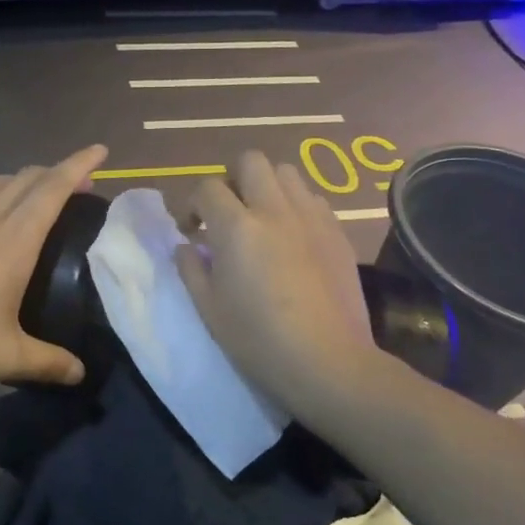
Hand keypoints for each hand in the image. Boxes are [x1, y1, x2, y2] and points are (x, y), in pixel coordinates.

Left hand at [0, 146, 108, 388]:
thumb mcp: (5, 356)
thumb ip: (48, 363)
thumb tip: (80, 373)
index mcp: (12, 239)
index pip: (53, 187)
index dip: (78, 164)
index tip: (100, 150)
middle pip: (24, 178)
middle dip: (55, 172)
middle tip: (75, 185)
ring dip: (18, 180)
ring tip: (30, 196)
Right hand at [174, 151, 374, 411]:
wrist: (328, 362)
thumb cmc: (258, 341)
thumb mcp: (209, 309)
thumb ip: (191, 269)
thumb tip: (187, 246)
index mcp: (237, 227)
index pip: (207, 187)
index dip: (193, 204)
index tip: (192, 229)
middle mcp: (275, 210)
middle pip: (251, 161)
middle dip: (232, 178)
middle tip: (228, 211)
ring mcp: (311, 217)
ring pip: (286, 173)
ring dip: (267, 186)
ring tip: (262, 218)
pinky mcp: (338, 232)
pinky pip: (313, 199)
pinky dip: (296, 206)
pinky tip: (293, 237)